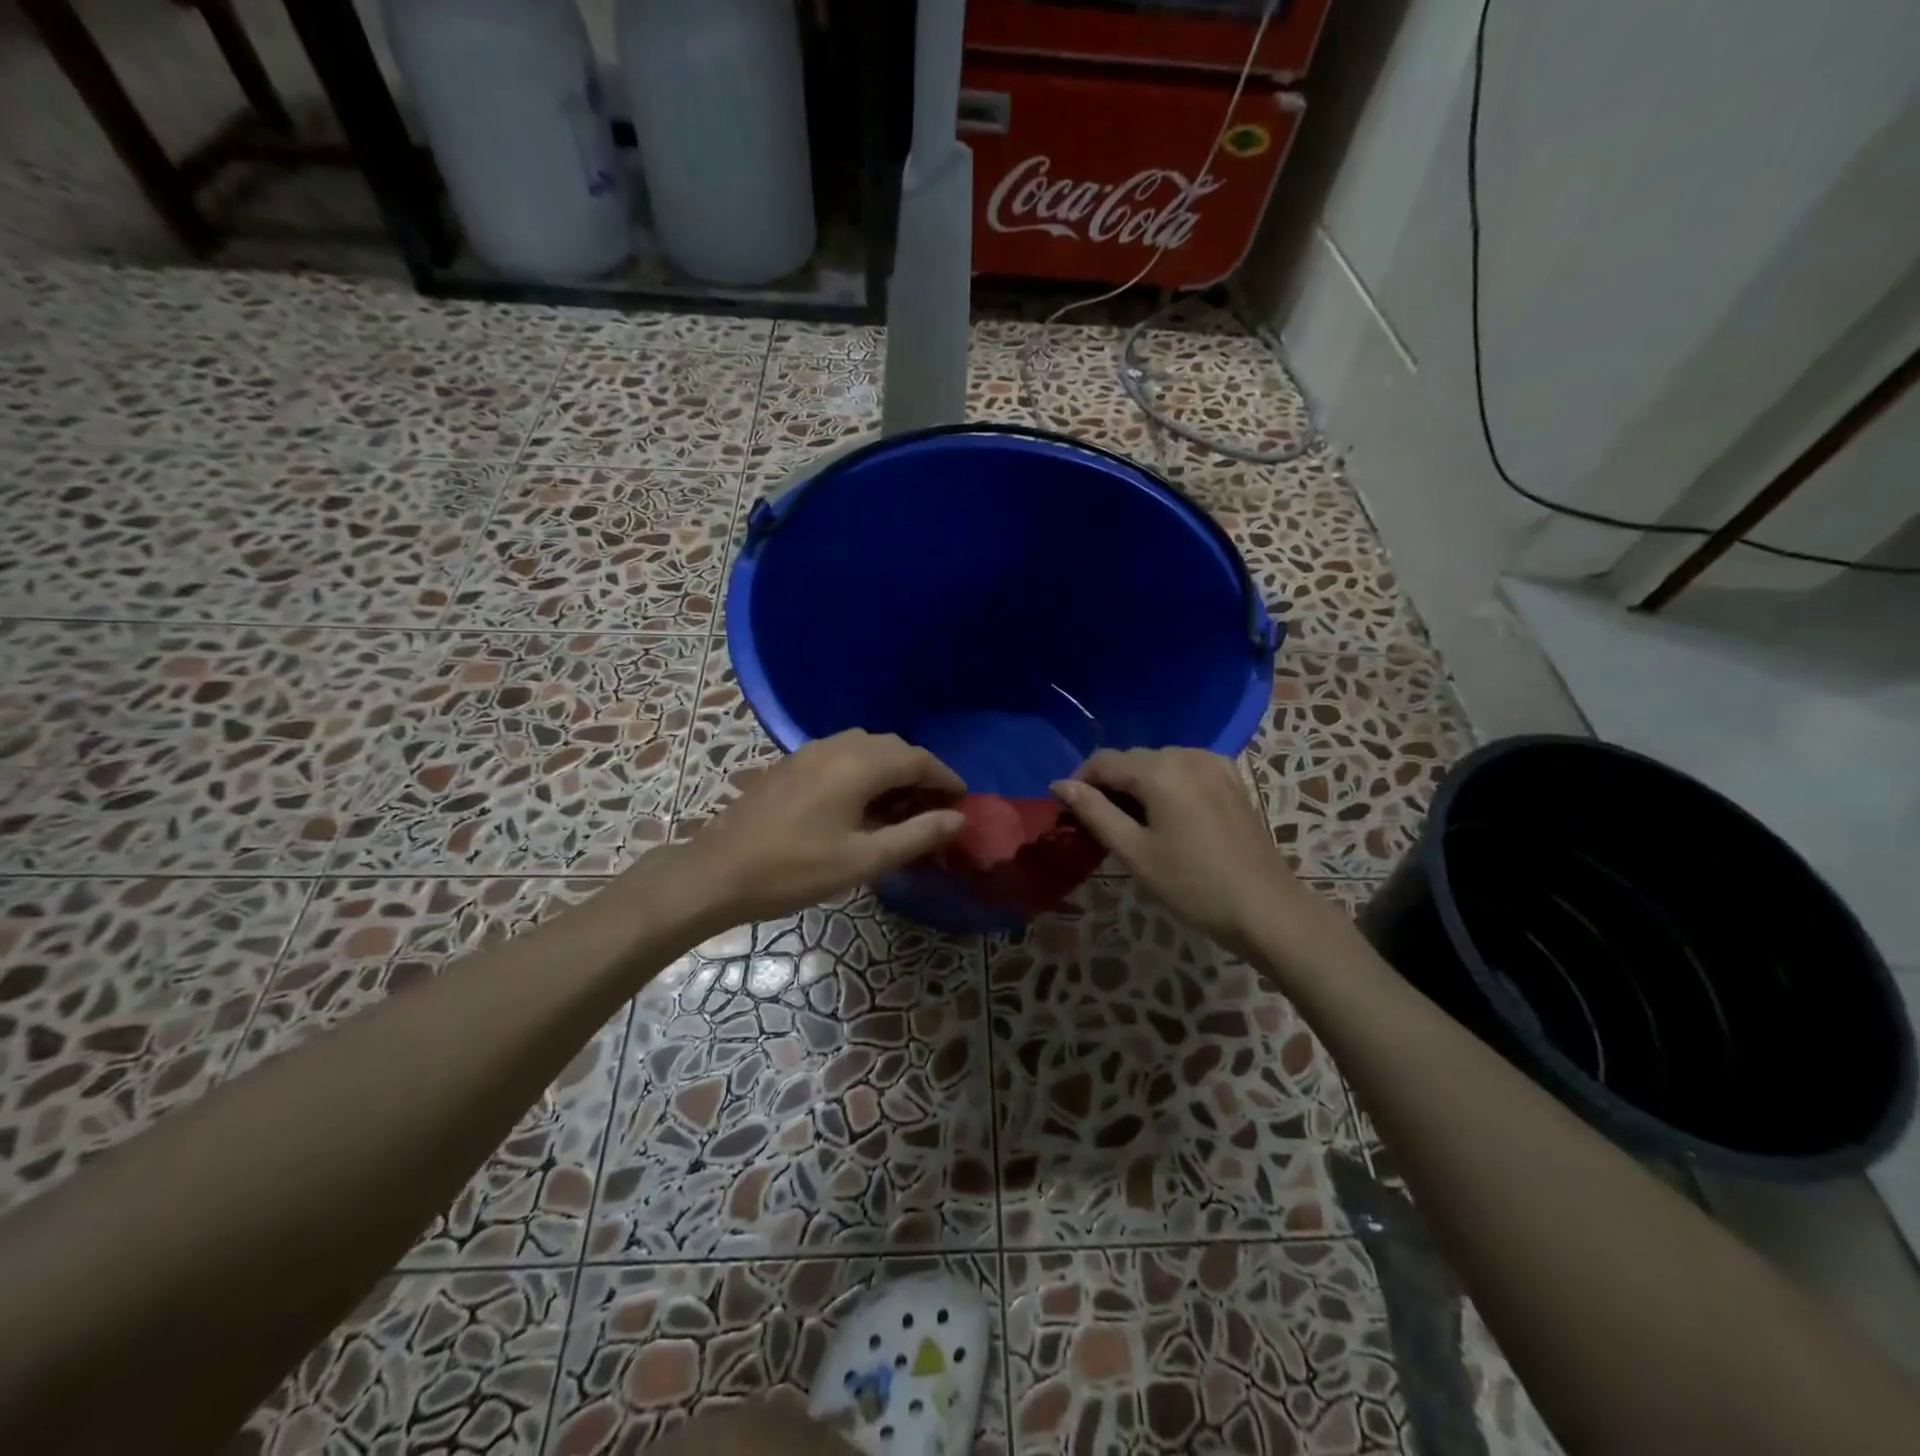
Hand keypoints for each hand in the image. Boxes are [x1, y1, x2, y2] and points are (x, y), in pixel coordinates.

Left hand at [682, 729, 965, 924]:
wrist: (719, 872)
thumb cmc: (794, 870)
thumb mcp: (863, 860)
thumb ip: (915, 835)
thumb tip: (958, 818)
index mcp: (858, 765)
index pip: (917, 759)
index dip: (945, 777)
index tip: (962, 800)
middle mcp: (836, 747)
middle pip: (892, 747)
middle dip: (919, 772)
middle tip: (933, 806)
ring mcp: (808, 752)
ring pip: (865, 747)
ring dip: (890, 768)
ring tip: (899, 805)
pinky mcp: (789, 764)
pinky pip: (840, 754)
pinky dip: (863, 769)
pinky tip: (859, 802)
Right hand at [1052, 747, 1306, 955]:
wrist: (1265, 908)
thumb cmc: (1192, 884)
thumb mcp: (1134, 852)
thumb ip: (1094, 812)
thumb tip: (1060, 784)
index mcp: (1159, 770)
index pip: (1103, 760)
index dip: (1079, 781)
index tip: (1069, 812)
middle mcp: (1186, 755)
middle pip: (1131, 758)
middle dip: (1109, 784)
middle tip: (1099, 824)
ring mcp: (1214, 764)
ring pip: (1159, 762)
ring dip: (1138, 784)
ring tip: (1133, 822)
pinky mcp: (1232, 779)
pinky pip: (1186, 768)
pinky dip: (1168, 783)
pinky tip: (1169, 813)